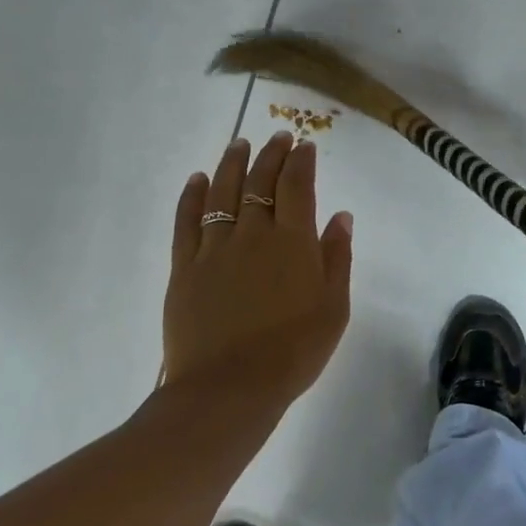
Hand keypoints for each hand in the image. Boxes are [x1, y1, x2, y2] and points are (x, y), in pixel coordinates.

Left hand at [158, 132, 353, 428]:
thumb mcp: (334, 308)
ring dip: (232, 164)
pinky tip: (198, 179)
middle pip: (260, 182)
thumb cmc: (294, 351)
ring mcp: (214, 249)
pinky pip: (187, 221)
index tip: (304, 144)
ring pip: (222, 193)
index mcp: (293, 242)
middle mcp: (253, 234)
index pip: (297, 186)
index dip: (301, 161)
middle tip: (277, 137)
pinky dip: (193, 196)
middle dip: (270, 154)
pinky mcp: (185, 268)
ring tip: (239, 144)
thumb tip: (341, 215)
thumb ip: (337, 257)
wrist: (230, 388)